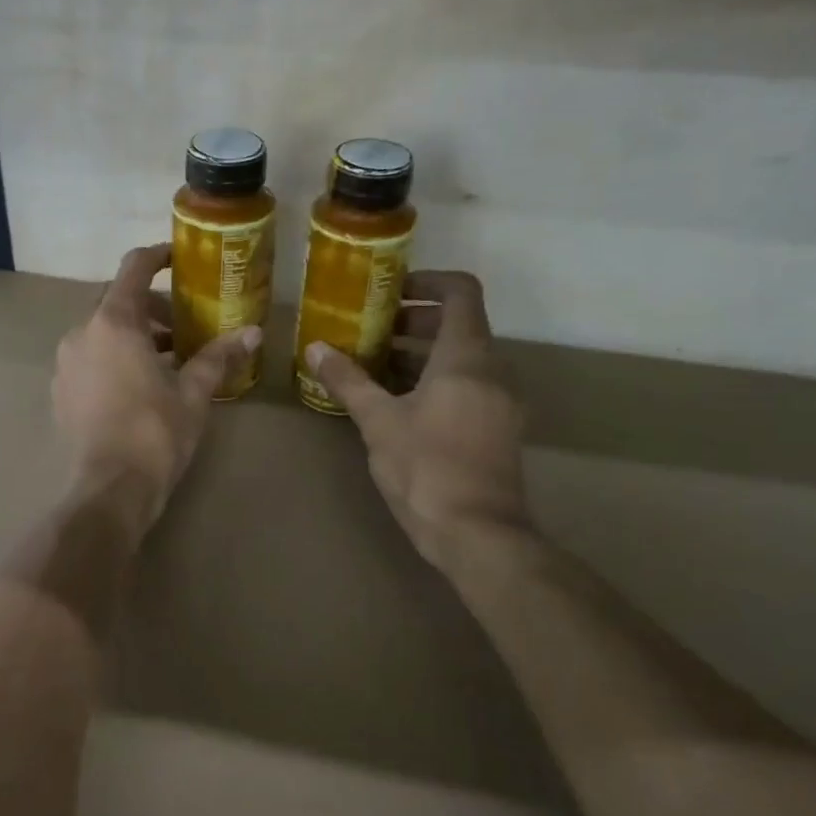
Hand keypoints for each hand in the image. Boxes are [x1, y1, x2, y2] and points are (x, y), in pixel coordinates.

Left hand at [54, 244, 260, 533]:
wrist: (109, 489)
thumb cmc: (155, 434)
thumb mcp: (193, 393)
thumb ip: (218, 357)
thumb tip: (252, 333)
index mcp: (114, 323)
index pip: (134, 268)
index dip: (157, 256)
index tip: (178, 259)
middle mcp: (82, 333)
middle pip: (118, 301)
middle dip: (152, 307)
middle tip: (184, 326)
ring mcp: (66, 363)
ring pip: (102, 332)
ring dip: (134, 335)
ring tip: (167, 360)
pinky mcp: (61, 391)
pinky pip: (90, 358)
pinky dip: (114, 358)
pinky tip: (138, 385)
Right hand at [307, 271, 531, 567]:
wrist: (477, 534)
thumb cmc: (426, 468)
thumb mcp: (378, 422)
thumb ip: (347, 380)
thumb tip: (314, 348)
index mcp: (467, 356)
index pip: (460, 291)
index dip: (427, 282)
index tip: (390, 292)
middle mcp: (493, 370)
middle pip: (460, 325)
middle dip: (414, 323)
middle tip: (372, 333)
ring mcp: (501, 401)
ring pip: (464, 359)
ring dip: (422, 355)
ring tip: (377, 369)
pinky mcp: (499, 428)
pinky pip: (469, 386)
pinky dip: (437, 381)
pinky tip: (400, 404)